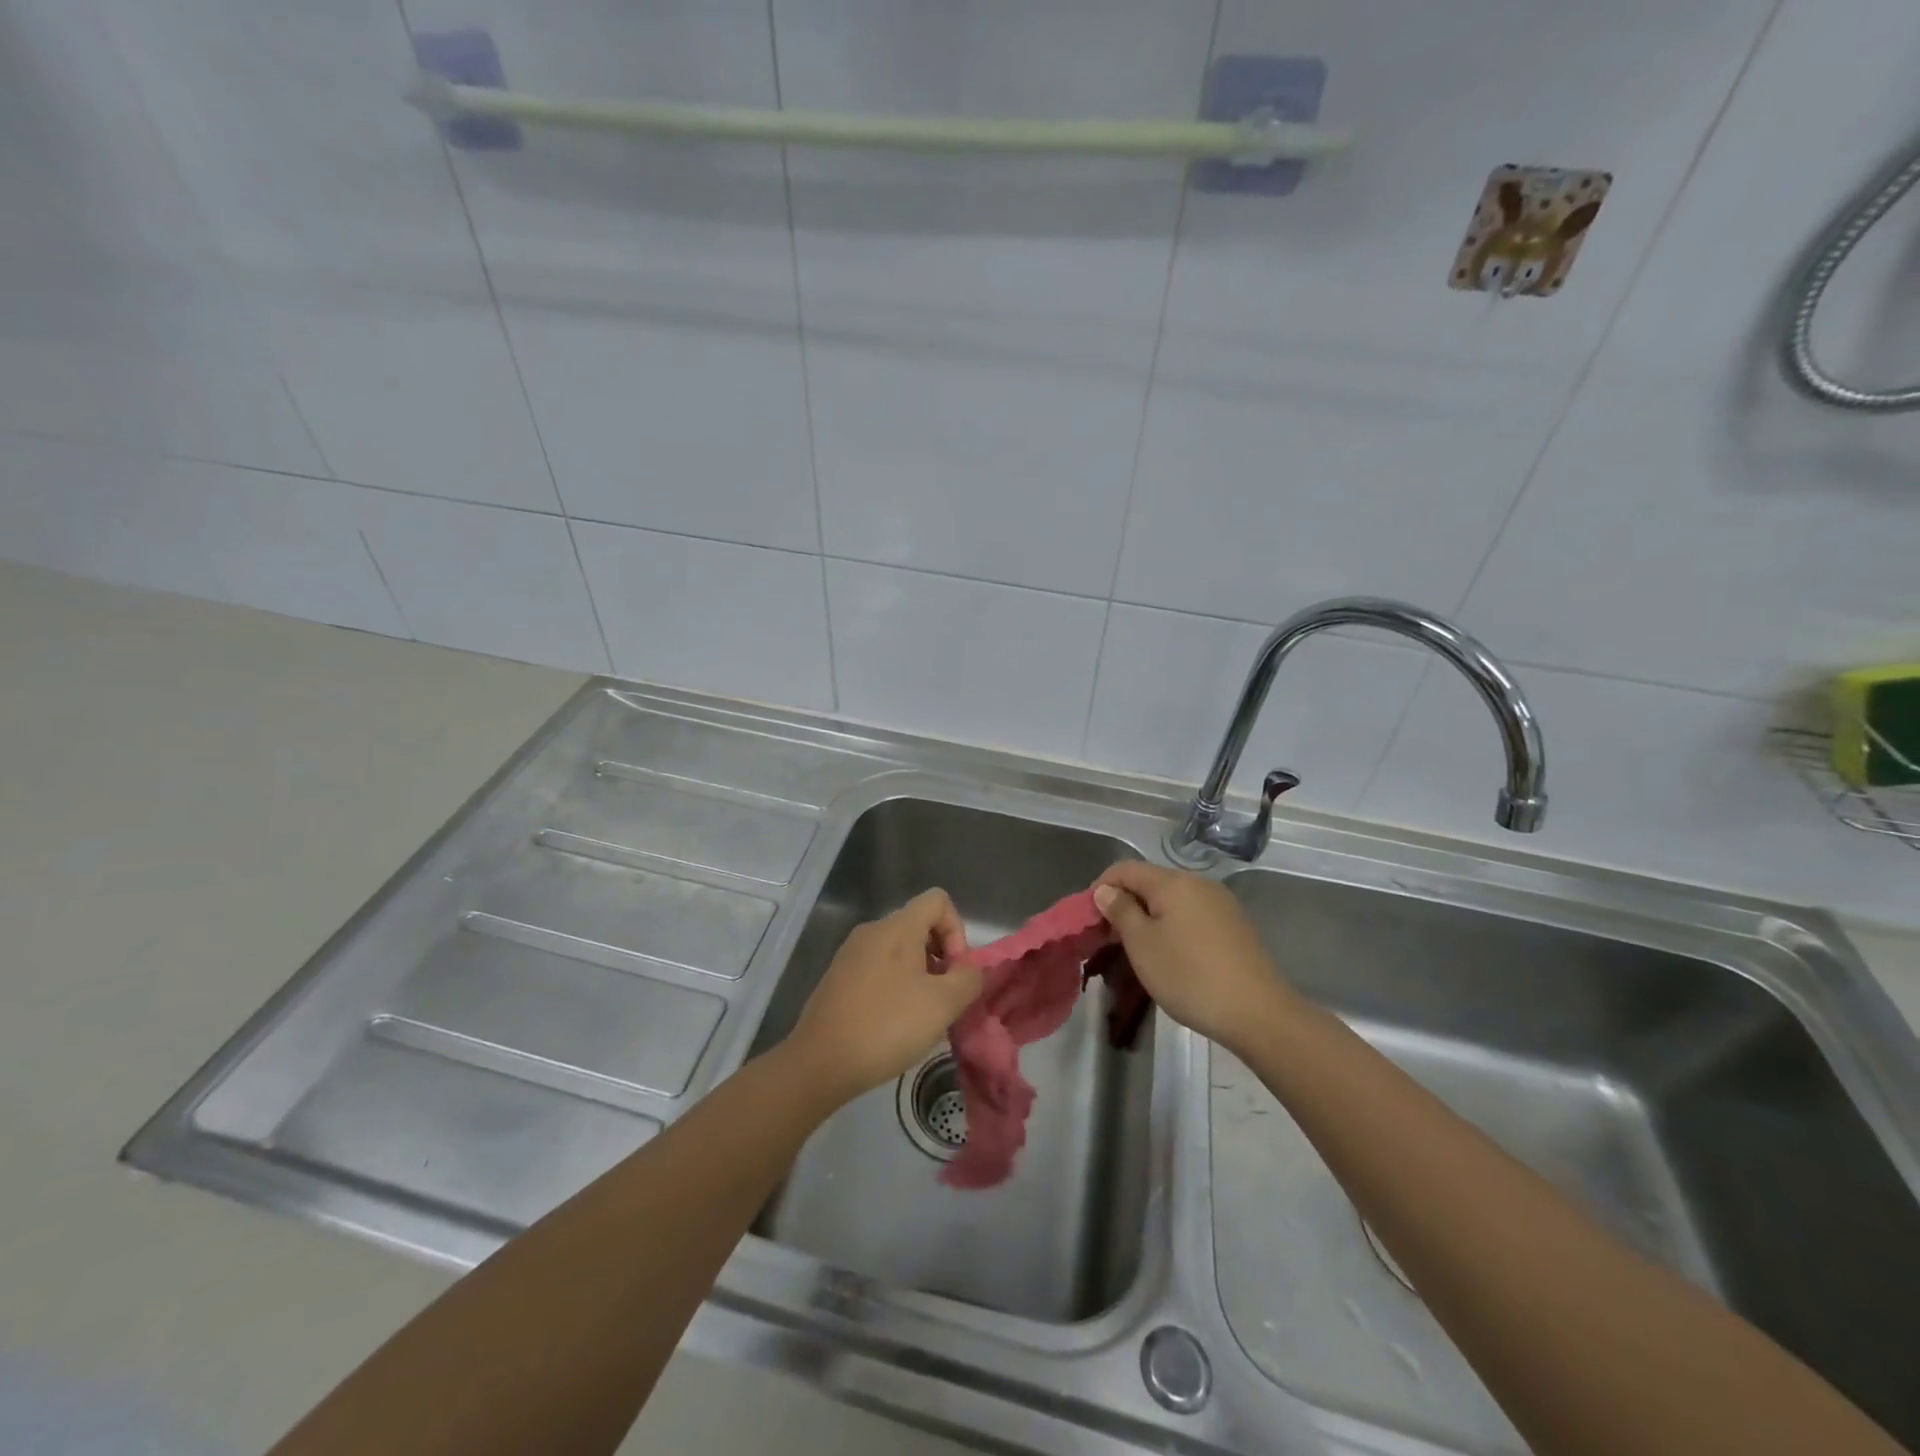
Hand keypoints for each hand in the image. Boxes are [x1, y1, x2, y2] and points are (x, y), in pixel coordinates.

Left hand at [782, 889, 984, 1105]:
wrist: (819, 1063)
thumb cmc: (887, 1026)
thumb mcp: (942, 1004)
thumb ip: (968, 979)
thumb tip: (970, 969)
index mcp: (897, 927)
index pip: (938, 901)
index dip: (957, 931)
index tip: (955, 971)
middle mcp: (872, 931)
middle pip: (919, 926)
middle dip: (941, 958)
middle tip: (944, 1000)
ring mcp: (851, 955)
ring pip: (899, 951)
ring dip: (920, 977)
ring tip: (922, 1017)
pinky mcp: (838, 979)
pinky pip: (879, 970)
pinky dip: (896, 988)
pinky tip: (894, 1025)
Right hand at [1092, 864, 1294, 1054]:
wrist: (1259, 1013)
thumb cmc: (1190, 976)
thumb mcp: (1143, 945)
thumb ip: (1121, 911)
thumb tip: (1106, 890)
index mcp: (1173, 882)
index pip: (1125, 869)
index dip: (1101, 887)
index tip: (1088, 919)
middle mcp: (1199, 884)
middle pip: (1150, 882)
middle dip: (1125, 904)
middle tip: (1110, 939)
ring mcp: (1221, 904)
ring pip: (1172, 901)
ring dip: (1149, 917)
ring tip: (1138, 950)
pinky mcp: (1235, 926)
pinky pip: (1192, 915)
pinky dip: (1173, 927)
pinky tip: (1172, 956)